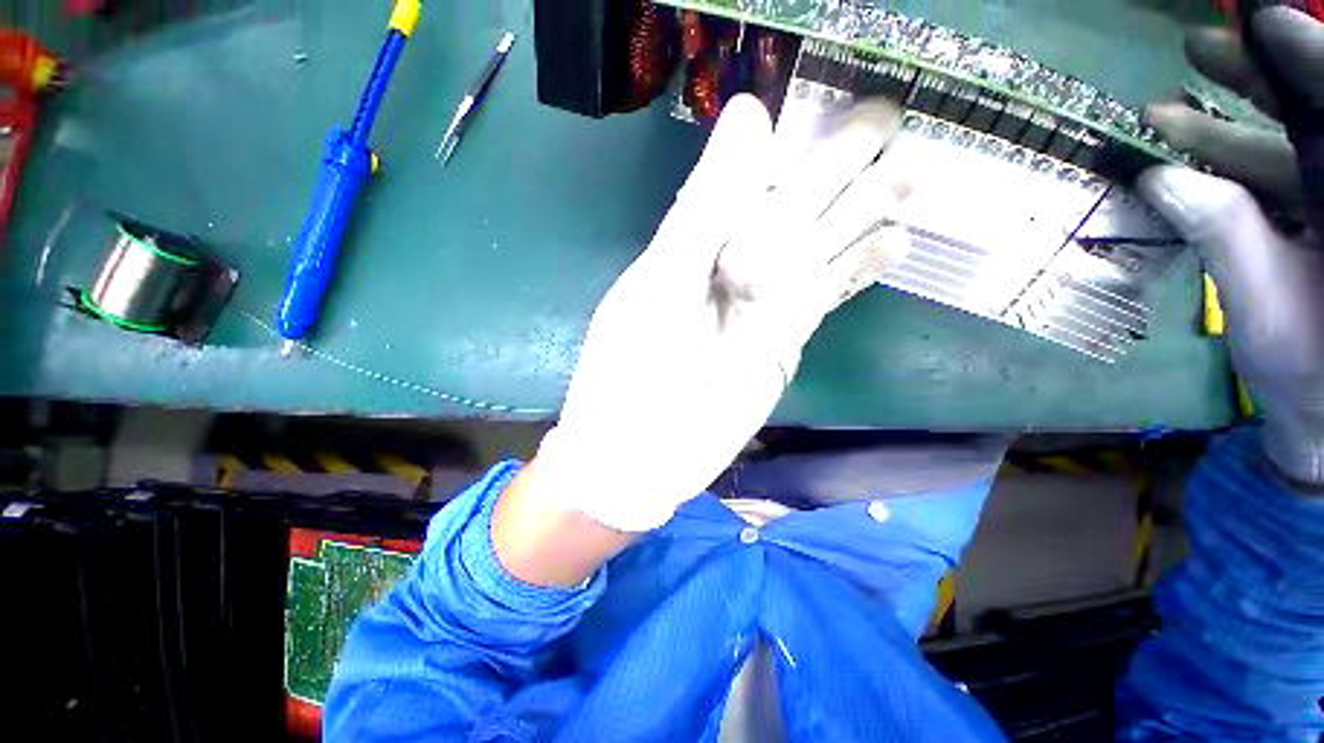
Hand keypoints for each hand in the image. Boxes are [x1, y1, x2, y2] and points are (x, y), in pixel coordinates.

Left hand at [526, 94, 911, 531]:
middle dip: (839, 164)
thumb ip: (704, 208)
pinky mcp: (787, 338)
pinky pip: (830, 292)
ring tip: (912, 171)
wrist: (644, 450)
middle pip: (794, 204)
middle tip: (890, 118)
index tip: (835, 99)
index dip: (792, 139)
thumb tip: (748, 113)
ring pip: (821, 243)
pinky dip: (861, 268)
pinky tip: (899, 242)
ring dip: (865, 210)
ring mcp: (766, 302)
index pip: (750, 176)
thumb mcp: (664, 283)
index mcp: (697, 242)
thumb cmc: (636, 369)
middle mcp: (734, 265)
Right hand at [1140, 4, 1323, 485]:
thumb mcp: (1266, 312)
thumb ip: (1227, 240)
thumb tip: (1162, 180)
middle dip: (1263, 80)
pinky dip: (1226, 163)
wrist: (1322, 418)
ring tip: (1163, 110)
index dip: (1310, 65)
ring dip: (1227, 125)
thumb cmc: (1308, 378)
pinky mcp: (1312, 222)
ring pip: (1288, 144)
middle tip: (1201, 48)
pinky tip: (1180, 158)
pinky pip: (1272, 177)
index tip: (1265, 21)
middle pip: (1317, 120)